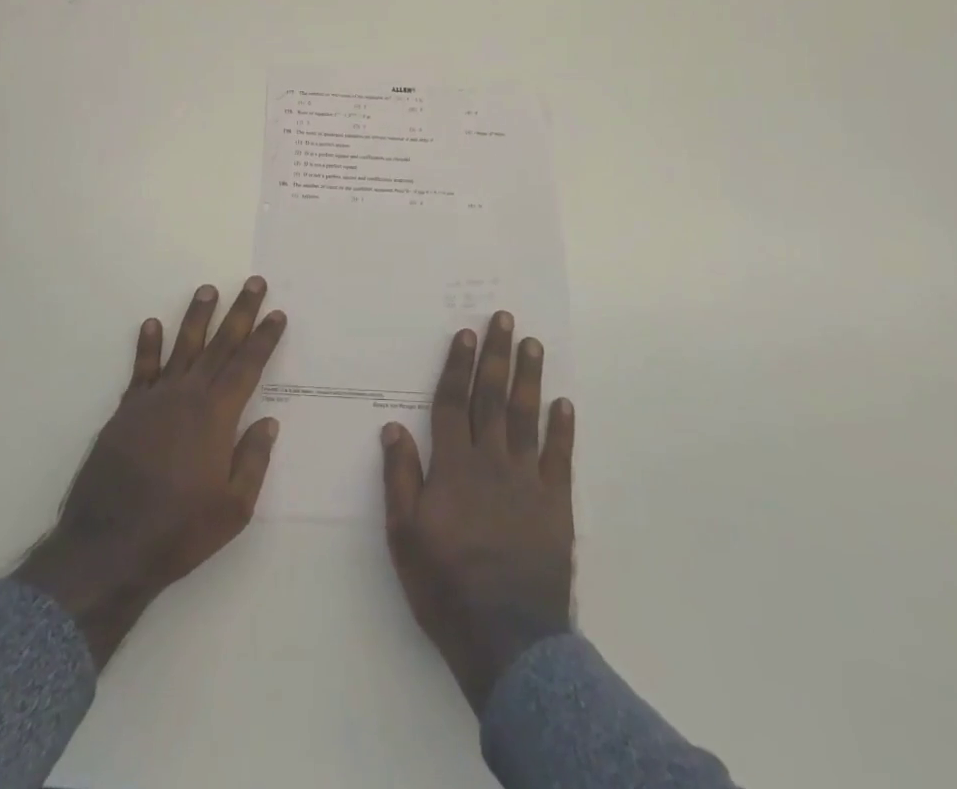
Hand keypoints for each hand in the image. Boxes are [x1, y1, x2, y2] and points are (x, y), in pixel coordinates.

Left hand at [15, 277, 286, 665]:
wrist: (109, 548)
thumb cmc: (179, 531)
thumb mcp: (234, 508)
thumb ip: (253, 460)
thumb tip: (269, 421)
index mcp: (217, 416)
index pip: (248, 366)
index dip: (264, 338)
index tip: (277, 313)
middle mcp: (188, 396)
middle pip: (220, 345)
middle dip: (240, 312)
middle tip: (254, 283)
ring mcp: (154, 399)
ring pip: (181, 346)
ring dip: (196, 316)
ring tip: (207, 289)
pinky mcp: (126, 411)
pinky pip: (141, 369)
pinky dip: (147, 345)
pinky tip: (152, 324)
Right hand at [381, 311, 574, 712]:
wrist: (506, 637)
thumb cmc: (445, 585)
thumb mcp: (404, 535)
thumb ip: (400, 477)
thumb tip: (392, 426)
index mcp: (453, 466)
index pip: (452, 403)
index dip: (458, 366)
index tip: (467, 333)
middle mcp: (491, 461)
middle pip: (492, 398)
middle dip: (497, 356)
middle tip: (505, 319)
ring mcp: (527, 480)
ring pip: (526, 417)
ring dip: (529, 378)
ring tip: (533, 344)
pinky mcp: (556, 504)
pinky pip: (559, 457)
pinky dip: (562, 429)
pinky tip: (564, 404)